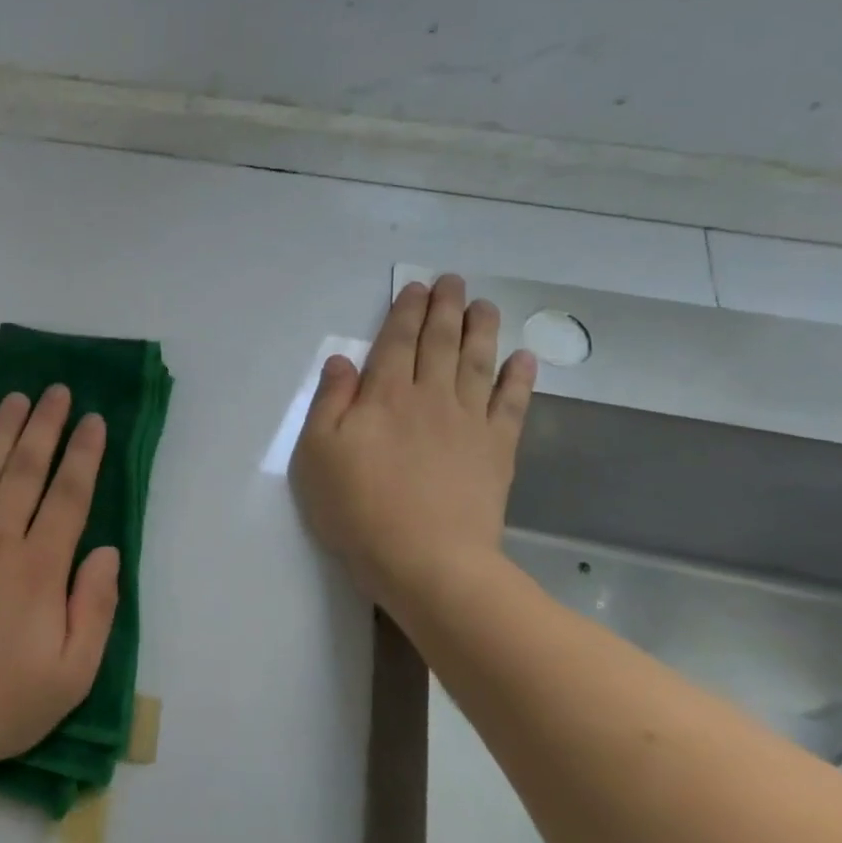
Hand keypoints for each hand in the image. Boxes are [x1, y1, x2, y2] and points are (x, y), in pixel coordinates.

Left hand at [0, 386, 119, 783]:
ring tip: (16, 398)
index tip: (94, 420)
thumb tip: (107, 551)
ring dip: (3, 430)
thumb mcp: (70, 675)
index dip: (84, 455)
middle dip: (45, 425)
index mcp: (39, 568)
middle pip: (26, 469)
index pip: (68, 496)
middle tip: (57, 390)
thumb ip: (95, 608)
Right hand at [290, 275, 535, 614]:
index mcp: (383, 396)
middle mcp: (429, 397)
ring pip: (476, 363)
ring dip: (482, 330)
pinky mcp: (497, 450)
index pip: (395, 342)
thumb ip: (329, 402)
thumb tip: (341, 361)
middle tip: (454, 281)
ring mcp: (468, 422)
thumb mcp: (317, 454)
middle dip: (445, 308)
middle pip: (439, 343)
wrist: (427, 561)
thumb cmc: (358, 507)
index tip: (416, 287)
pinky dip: (519, 379)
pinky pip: (511, 405)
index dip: (405, 312)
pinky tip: (523, 359)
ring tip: (486, 305)